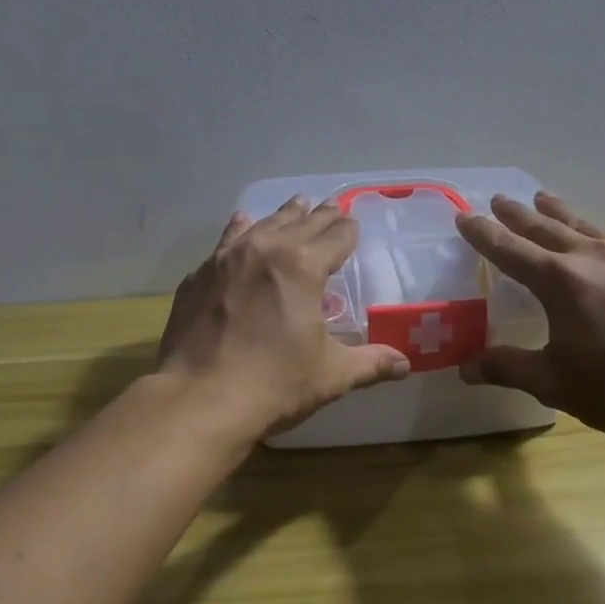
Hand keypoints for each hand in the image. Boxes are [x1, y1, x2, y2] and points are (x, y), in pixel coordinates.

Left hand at [159, 196, 410, 438]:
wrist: (199, 399)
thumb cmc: (274, 384)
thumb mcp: (331, 374)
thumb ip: (370, 363)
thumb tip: (405, 365)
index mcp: (304, 267)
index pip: (336, 237)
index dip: (348, 230)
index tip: (353, 224)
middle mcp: (266, 250)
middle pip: (300, 223)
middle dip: (320, 216)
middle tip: (331, 206)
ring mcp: (226, 259)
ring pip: (263, 225)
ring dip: (283, 215)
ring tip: (295, 204)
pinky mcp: (199, 276)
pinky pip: (226, 242)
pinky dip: (240, 230)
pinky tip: (241, 223)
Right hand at [455, 192, 604, 441]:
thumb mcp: (552, 382)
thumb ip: (506, 367)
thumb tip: (466, 369)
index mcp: (560, 281)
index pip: (510, 249)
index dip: (484, 233)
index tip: (465, 215)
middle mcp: (593, 257)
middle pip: (546, 227)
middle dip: (519, 214)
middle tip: (500, 200)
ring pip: (585, 226)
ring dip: (559, 213)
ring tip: (544, 198)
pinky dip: (596, 238)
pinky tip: (599, 245)